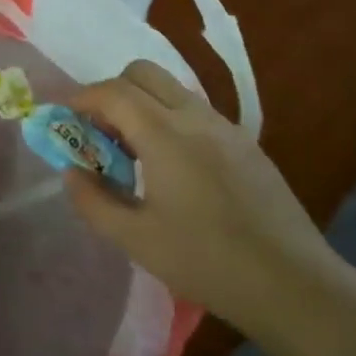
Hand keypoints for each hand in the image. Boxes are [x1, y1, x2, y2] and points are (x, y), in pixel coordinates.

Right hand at [62, 60, 349, 335]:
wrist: (292, 283)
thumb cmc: (206, 262)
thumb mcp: (136, 240)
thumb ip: (94, 201)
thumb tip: (72, 172)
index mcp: (165, 135)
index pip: (113, 92)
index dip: (81, 98)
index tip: (64, 118)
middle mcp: (195, 117)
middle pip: (143, 73)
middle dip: (111, 91)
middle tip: (99, 131)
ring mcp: (226, 126)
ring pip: (172, 89)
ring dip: (141, 104)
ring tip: (133, 152)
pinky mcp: (246, 143)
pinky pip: (195, 111)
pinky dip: (169, 119)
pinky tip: (172, 167)